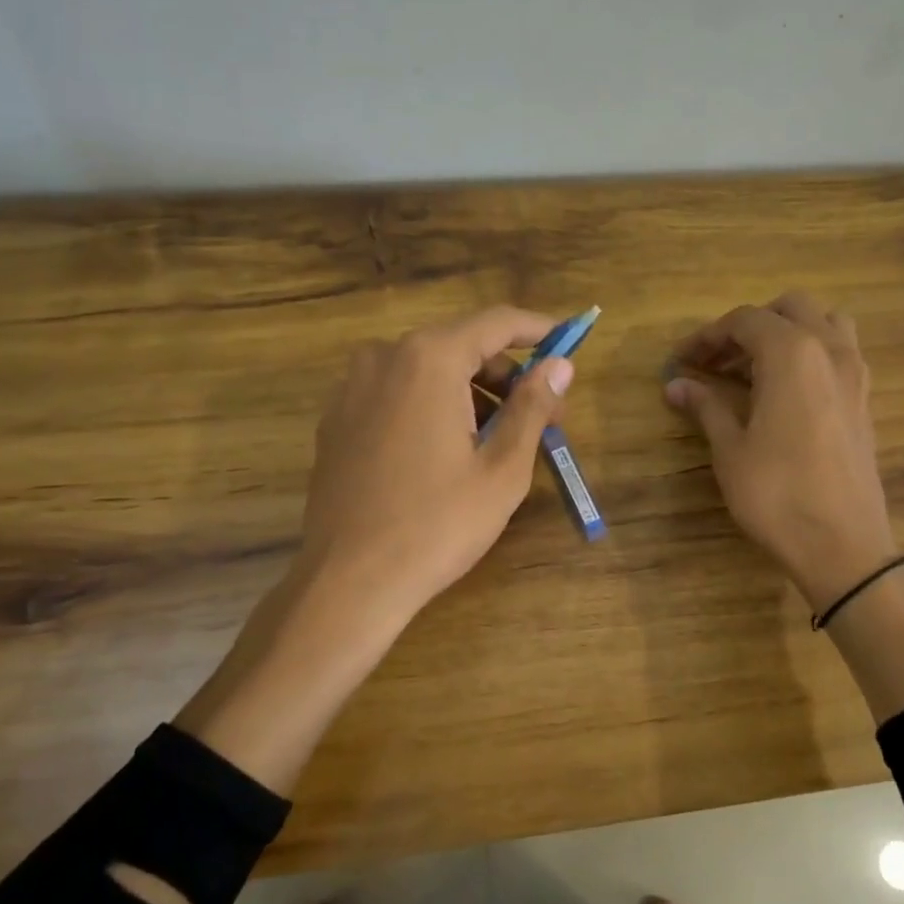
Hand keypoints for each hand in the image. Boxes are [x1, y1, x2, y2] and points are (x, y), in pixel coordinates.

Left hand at [299, 306, 574, 622]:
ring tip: (498, 441)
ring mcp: (352, 388)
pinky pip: (396, 395)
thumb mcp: (501, 469)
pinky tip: (449, 451)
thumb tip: (560, 365)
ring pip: (427, 371)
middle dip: (506, 375)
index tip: (567, 341)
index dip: (537, 330)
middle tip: (542, 416)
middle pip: (460, 346)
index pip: (495, 322)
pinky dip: (432, 406)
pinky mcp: (336, 420)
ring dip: (470, 393)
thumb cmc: (437, 524)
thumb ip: (532, 406)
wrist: (349, 581)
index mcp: (428, 359)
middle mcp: (383, 358)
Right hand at [664, 292, 899, 612]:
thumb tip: (676, 384)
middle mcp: (830, 350)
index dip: (708, 335)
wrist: (842, 545)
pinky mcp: (865, 400)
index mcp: (792, 354)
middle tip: (718, 359)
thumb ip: (706, 406)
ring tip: (755, 367)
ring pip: (824, 323)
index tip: (682, 359)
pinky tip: (785, 391)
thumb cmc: (776, 493)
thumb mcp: (730, 449)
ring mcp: (855, 374)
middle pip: (790, 308)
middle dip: (750, 325)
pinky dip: (810, 354)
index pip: (745, 321)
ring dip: (788, 332)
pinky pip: (839, 353)